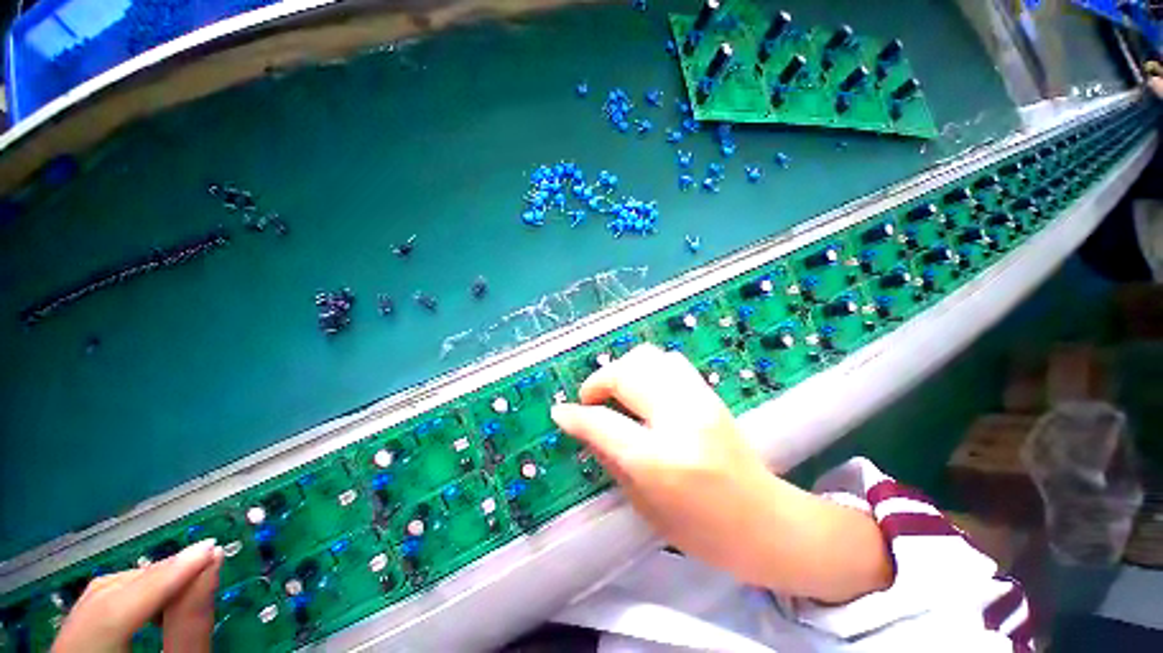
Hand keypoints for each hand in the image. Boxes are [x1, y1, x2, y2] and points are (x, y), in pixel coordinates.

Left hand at [52, 539, 222, 652]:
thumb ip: (190, 627)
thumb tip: (210, 565)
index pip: (114, 614)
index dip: (161, 580)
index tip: (208, 551)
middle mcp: (66, 652)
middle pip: (105, 600)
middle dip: (158, 578)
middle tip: (204, 559)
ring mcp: (66, 647)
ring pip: (100, 598)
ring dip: (148, 583)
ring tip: (188, 576)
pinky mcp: (75, 642)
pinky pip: (98, 607)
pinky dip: (134, 594)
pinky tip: (160, 599)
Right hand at [551, 344, 770, 572]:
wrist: (766, 522)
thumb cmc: (702, 530)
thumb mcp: (644, 504)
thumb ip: (609, 457)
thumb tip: (582, 426)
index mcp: (660, 460)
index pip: (604, 423)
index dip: (575, 415)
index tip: (560, 412)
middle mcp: (679, 419)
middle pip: (626, 375)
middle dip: (598, 382)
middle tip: (590, 400)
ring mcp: (699, 399)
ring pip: (647, 357)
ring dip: (622, 370)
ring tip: (615, 391)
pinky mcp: (709, 393)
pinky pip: (669, 361)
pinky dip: (646, 367)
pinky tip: (642, 388)